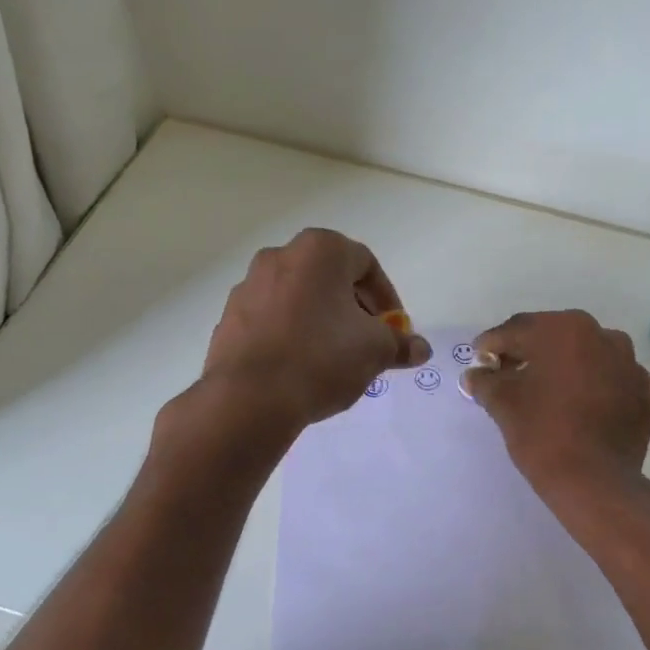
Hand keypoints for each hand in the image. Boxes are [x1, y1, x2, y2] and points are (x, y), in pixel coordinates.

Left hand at [200, 229, 429, 432]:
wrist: (250, 398)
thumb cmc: (322, 358)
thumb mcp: (375, 351)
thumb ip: (400, 344)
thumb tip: (420, 348)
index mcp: (319, 251)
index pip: (366, 264)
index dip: (386, 298)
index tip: (393, 329)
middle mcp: (280, 257)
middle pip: (330, 278)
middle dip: (353, 308)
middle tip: (367, 342)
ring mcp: (248, 286)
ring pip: (299, 298)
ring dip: (321, 320)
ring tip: (334, 357)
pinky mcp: (230, 318)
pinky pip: (272, 320)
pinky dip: (291, 334)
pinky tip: (300, 367)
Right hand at [461, 311, 649, 506]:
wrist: (594, 482)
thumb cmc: (543, 434)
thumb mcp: (504, 404)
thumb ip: (486, 382)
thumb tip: (476, 374)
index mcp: (564, 330)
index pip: (518, 330)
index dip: (493, 345)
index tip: (480, 361)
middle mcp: (603, 336)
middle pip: (556, 337)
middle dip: (531, 352)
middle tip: (509, 376)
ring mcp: (632, 365)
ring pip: (594, 355)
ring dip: (573, 366)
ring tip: (554, 391)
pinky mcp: (648, 395)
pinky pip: (628, 381)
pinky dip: (614, 386)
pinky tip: (604, 400)